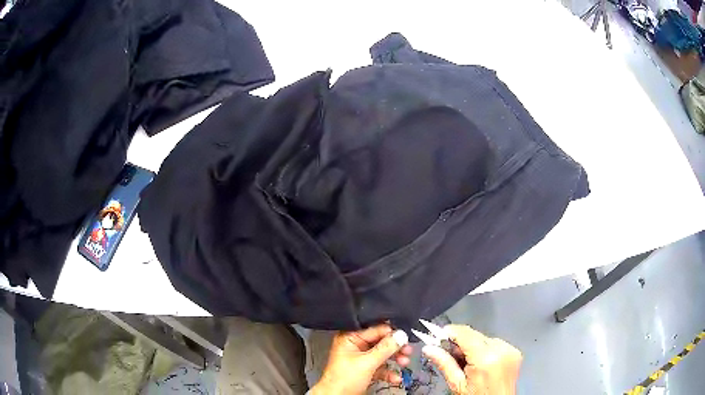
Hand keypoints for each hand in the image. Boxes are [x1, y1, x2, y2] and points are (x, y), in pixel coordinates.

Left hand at [310, 324, 411, 394]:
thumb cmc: (341, 380)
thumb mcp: (367, 362)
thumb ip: (385, 348)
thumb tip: (400, 335)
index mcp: (350, 338)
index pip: (375, 329)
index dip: (391, 333)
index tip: (405, 337)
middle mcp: (355, 346)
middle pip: (381, 342)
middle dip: (395, 348)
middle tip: (407, 350)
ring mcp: (360, 359)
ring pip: (382, 355)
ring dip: (395, 359)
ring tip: (404, 362)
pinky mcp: (365, 370)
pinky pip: (381, 367)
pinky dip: (389, 372)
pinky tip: (395, 377)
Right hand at [422, 325, 521, 394]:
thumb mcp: (457, 385)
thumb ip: (444, 364)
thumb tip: (428, 348)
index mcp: (486, 358)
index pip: (465, 333)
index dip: (449, 332)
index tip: (435, 336)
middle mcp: (501, 349)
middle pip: (474, 335)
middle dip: (459, 342)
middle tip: (447, 353)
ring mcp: (510, 349)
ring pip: (484, 338)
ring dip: (472, 346)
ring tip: (466, 363)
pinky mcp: (515, 351)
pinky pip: (495, 343)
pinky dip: (485, 349)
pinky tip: (480, 362)